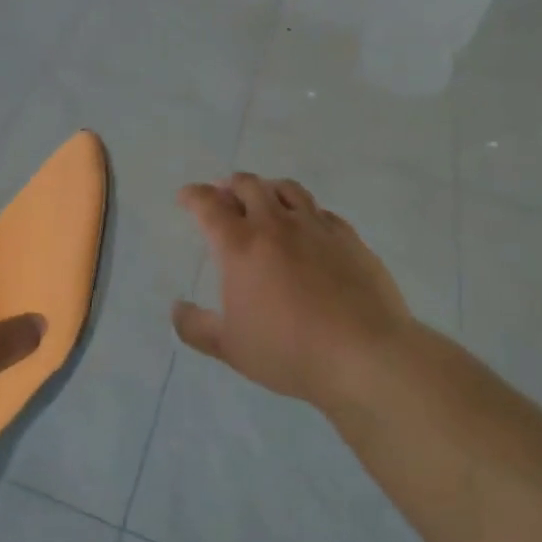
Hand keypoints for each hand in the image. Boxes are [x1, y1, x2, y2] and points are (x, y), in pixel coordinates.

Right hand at [173, 174, 417, 410]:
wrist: (364, 355)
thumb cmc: (288, 351)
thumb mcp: (230, 348)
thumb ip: (195, 327)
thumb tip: (177, 308)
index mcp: (240, 245)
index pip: (209, 205)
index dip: (193, 196)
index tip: (186, 197)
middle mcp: (275, 225)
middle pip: (248, 186)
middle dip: (230, 186)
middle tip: (224, 196)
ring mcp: (316, 227)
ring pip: (286, 189)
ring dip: (267, 189)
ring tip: (264, 200)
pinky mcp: (348, 237)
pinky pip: (320, 210)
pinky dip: (303, 210)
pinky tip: (306, 227)